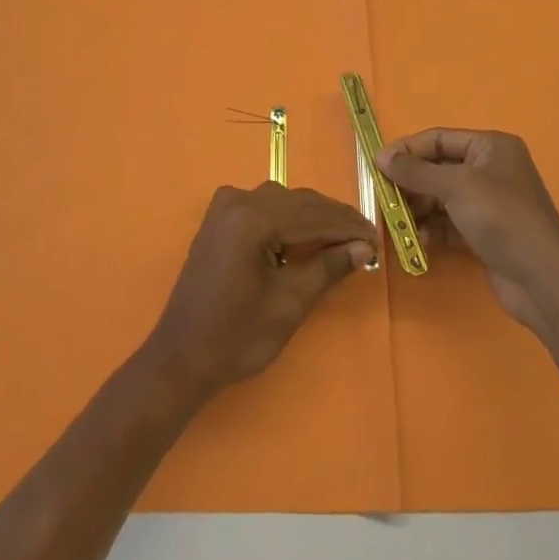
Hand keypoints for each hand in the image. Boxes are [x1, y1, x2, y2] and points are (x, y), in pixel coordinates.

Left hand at [144, 183, 376, 398]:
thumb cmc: (236, 337)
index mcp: (252, 218)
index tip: (377, 239)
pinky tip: (306, 237)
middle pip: (298, 203)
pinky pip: (263, 208)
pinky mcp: (218, 220)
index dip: (348, 227)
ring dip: (312, 218)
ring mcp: (224, 207)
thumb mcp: (289, 304)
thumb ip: (328, 267)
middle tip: (365, 241)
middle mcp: (237, 201)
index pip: (313, 215)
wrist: (181, 358)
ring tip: (342, 240)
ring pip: (282, 202)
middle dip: (333, 220)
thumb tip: (363, 247)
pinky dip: (288, 220)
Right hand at [377, 130, 558, 331]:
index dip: (408, 149)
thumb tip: (381, 157)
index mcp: (490, 147)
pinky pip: (449, 223)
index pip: (440, 139)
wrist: (542, 278)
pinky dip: (432, 228)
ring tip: (397, 221)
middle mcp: (490, 170)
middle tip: (383, 196)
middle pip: (439, 168)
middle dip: (411, 182)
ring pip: (441, 198)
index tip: (377, 164)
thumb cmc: (500, 217)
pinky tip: (418, 239)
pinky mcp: (484, 233)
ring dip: (418, 207)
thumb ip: (416, 171)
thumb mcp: (455, 186)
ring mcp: (488, 204)